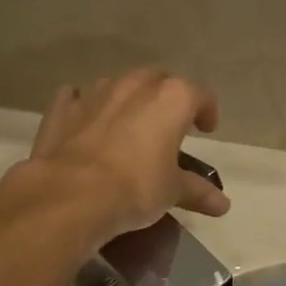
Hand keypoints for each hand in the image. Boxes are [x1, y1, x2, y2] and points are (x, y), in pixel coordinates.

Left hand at [26, 69, 231, 241]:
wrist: (72, 195)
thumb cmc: (135, 188)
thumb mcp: (171, 192)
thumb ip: (197, 191)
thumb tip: (223, 205)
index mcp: (171, 99)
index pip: (200, 95)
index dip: (207, 110)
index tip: (206, 129)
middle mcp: (134, 86)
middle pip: (157, 80)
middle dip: (165, 97)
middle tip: (167, 123)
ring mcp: (95, 92)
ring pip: (117, 85)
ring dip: (126, 100)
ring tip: (127, 125)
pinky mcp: (62, 108)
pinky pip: (76, 97)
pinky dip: (84, 106)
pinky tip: (85, 123)